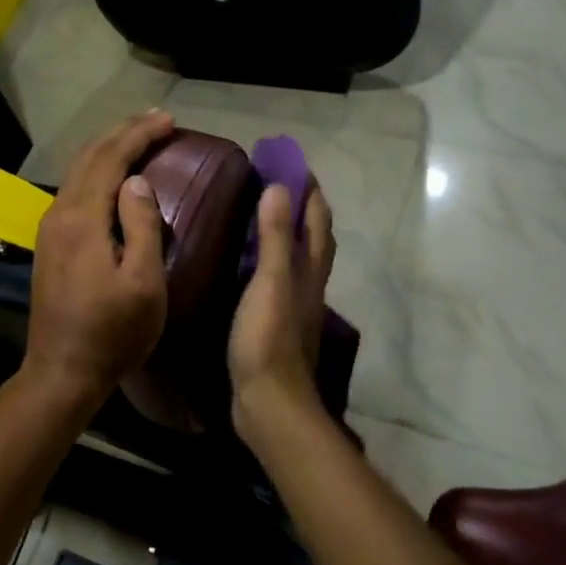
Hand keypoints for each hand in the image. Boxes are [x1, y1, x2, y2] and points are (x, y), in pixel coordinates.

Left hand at [20, 110, 174, 406]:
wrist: (63, 372)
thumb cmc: (113, 332)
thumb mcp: (143, 282)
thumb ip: (142, 226)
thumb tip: (137, 182)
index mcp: (82, 220)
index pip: (110, 159)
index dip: (139, 135)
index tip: (168, 121)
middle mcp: (59, 214)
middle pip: (89, 158)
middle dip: (122, 133)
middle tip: (157, 120)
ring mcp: (50, 230)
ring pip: (77, 173)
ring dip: (108, 150)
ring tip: (138, 139)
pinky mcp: (50, 245)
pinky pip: (74, 191)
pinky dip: (97, 172)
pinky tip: (113, 178)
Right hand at [229, 180, 334, 440]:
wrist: (269, 402)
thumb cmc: (269, 339)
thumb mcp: (271, 282)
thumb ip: (276, 238)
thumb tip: (281, 188)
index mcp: (310, 271)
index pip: (317, 221)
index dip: (310, 191)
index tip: (294, 162)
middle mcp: (308, 285)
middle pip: (313, 239)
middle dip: (302, 208)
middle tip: (277, 183)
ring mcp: (293, 307)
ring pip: (297, 260)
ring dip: (287, 234)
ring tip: (262, 216)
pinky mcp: (275, 324)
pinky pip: (276, 281)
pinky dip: (269, 262)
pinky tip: (248, 265)